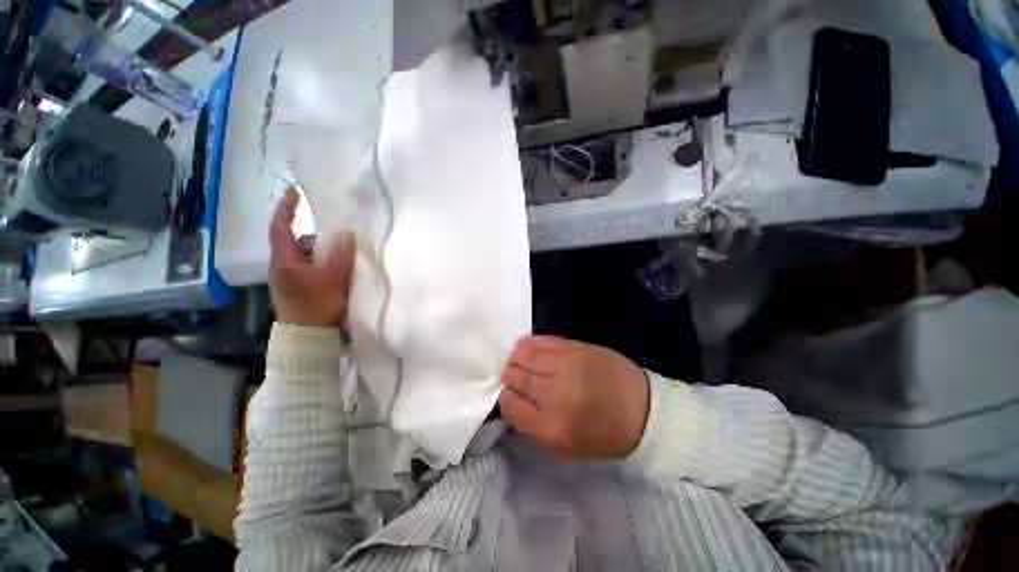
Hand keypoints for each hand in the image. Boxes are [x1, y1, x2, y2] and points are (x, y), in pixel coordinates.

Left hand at [269, 188, 354, 326]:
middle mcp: (284, 266)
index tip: (295, 192)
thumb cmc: (317, 306)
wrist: (310, 337)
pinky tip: (339, 276)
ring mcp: (292, 279)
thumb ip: (340, 254)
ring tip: (343, 268)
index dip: (286, 208)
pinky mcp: (300, 288)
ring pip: (310, 257)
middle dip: (321, 241)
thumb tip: (346, 233)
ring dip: (326, 257)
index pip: (280, 227)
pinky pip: (314, 268)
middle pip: (301, 243)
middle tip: (341, 246)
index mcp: (285, 261)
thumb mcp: (332, 278)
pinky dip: (326, 267)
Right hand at [498, 336, 649, 458]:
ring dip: (515, 358)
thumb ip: (532, 426)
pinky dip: (528, 343)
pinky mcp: (574, 346)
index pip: (509, 404)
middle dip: (509, 376)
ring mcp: (564, 365)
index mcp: (550, 427)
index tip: (511, 396)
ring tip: (519, 361)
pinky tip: (526, 347)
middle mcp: (554, 394)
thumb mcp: (564, 447)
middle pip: (514, 376)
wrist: (640, 409)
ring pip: (523, 354)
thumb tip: (512, 400)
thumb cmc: (601, 434)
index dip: (506, 398)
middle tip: (515, 377)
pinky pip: (540, 340)